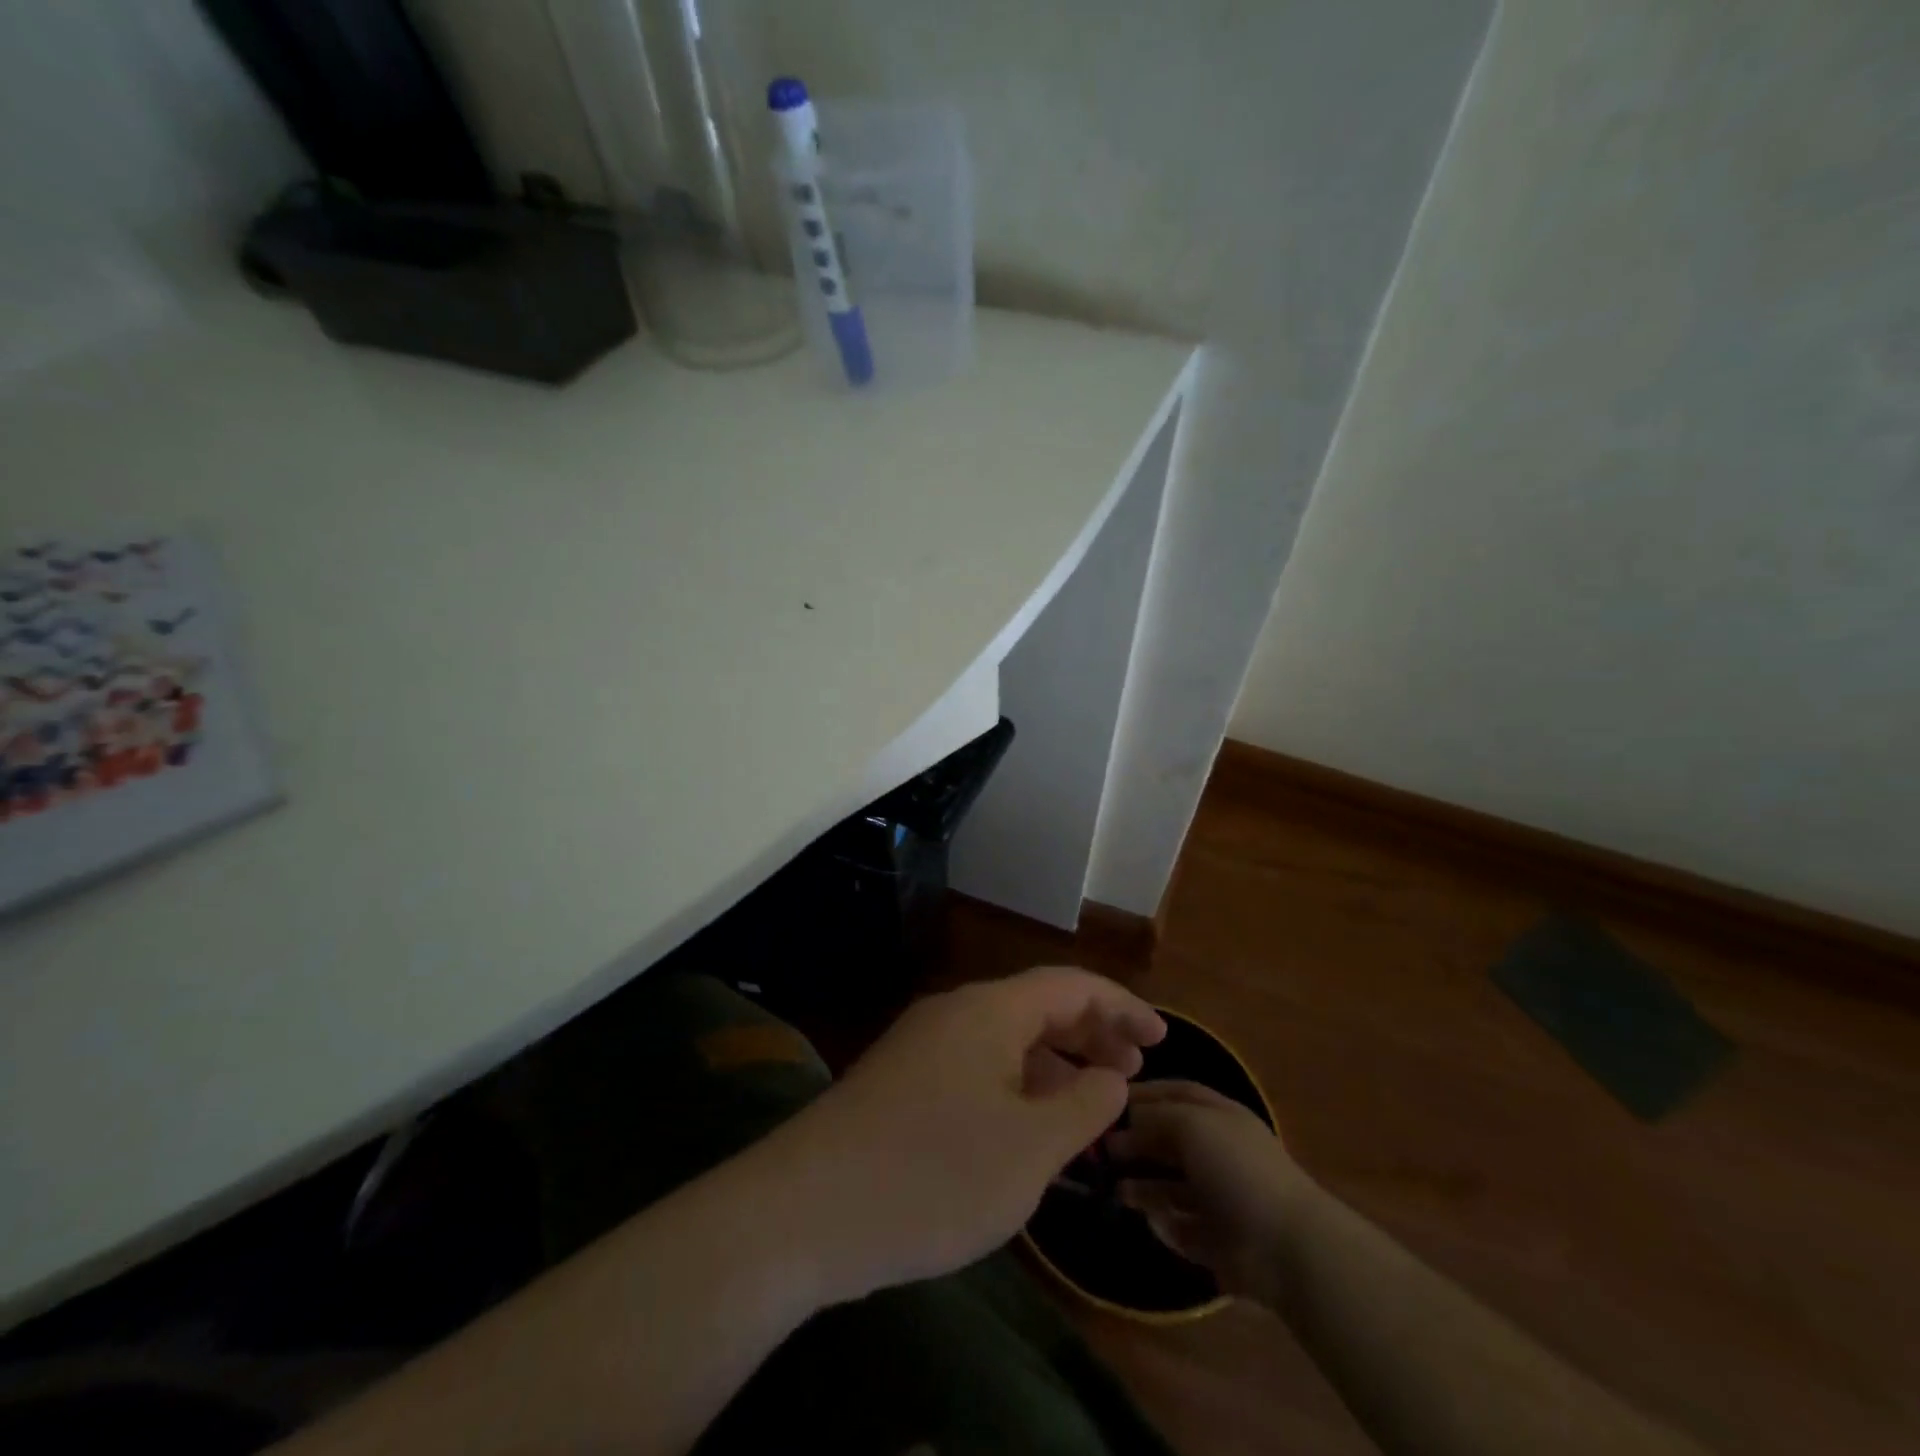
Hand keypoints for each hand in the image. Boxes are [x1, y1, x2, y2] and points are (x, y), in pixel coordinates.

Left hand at [753, 967, 1164, 1304]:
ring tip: (1090, 1106)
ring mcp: (922, 1046)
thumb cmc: (933, 1175)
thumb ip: (1083, 1105)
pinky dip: (1015, 1085)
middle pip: (1037, 1006)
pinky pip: (976, 1066)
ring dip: (1053, 1063)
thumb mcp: (1030, 1149)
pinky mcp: (900, 1082)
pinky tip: (1028, 1130)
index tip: (1162, 1040)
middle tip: (1132, 1073)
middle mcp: (954, 1013)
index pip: (1070, 985)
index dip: (1122, 1006)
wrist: (806, 1211)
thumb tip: (1111, 1074)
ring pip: (1005, 1039)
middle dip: (1090, 1033)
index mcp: (989, 1011)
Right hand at [1105, 1079, 1314, 1299]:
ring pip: (1169, 1184)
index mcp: (1219, 1116)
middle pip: (1168, 1139)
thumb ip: (1154, 1116)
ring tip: (1113, 1186)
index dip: (1143, 1094)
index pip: (1175, 1094)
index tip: (1106, 1100)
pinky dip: (1159, 1220)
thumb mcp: (1190, 1123)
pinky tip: (1143, 1216)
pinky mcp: (1214, 1238)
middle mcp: (1217, 1151)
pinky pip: (1177, 1223)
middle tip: (1101, 1149)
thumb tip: (1126, 1122)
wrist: (1284, 1245)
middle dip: (1136, 1141)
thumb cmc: (1236, 1167)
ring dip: (1141, 1183)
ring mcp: (1217, 1196)